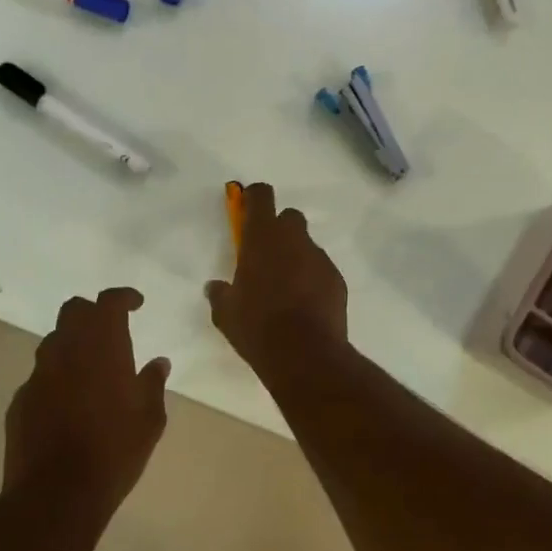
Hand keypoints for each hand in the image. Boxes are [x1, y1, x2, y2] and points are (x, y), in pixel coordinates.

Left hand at [5, 287, 168, 516]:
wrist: (56, 494)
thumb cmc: (114, 451)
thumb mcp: (150, 419)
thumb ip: (153, 383)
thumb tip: (158, 362)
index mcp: (103, 346)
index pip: (108, 302)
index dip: (123, 297)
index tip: (136, 304)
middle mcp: (66, 350)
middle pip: (74, 311)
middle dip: (92, 312)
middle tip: (110, 329)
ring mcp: (38, 374)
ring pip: (54, 342)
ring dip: (72, 344)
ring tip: (90, 368)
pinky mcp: (20, 401)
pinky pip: (40, 376)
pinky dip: (56, 378)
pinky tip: (67, 403)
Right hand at [205, 182, 347, 365]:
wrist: (305, 354)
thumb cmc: (257, 326)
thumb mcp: (226, 313)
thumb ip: (220, 294)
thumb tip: (215, 287)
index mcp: (261, 238)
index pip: (261, 196)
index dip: (254, 197)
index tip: (248, 209)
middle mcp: (293, 239)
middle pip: (289, 217)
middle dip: (279, 229)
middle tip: (267, 256)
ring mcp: (319, 258)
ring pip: (306, 246)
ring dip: (297, 257)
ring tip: (287, 289)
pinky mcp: (337, 279)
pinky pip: (321, 270)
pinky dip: (313, 280)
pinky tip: (305, 305)